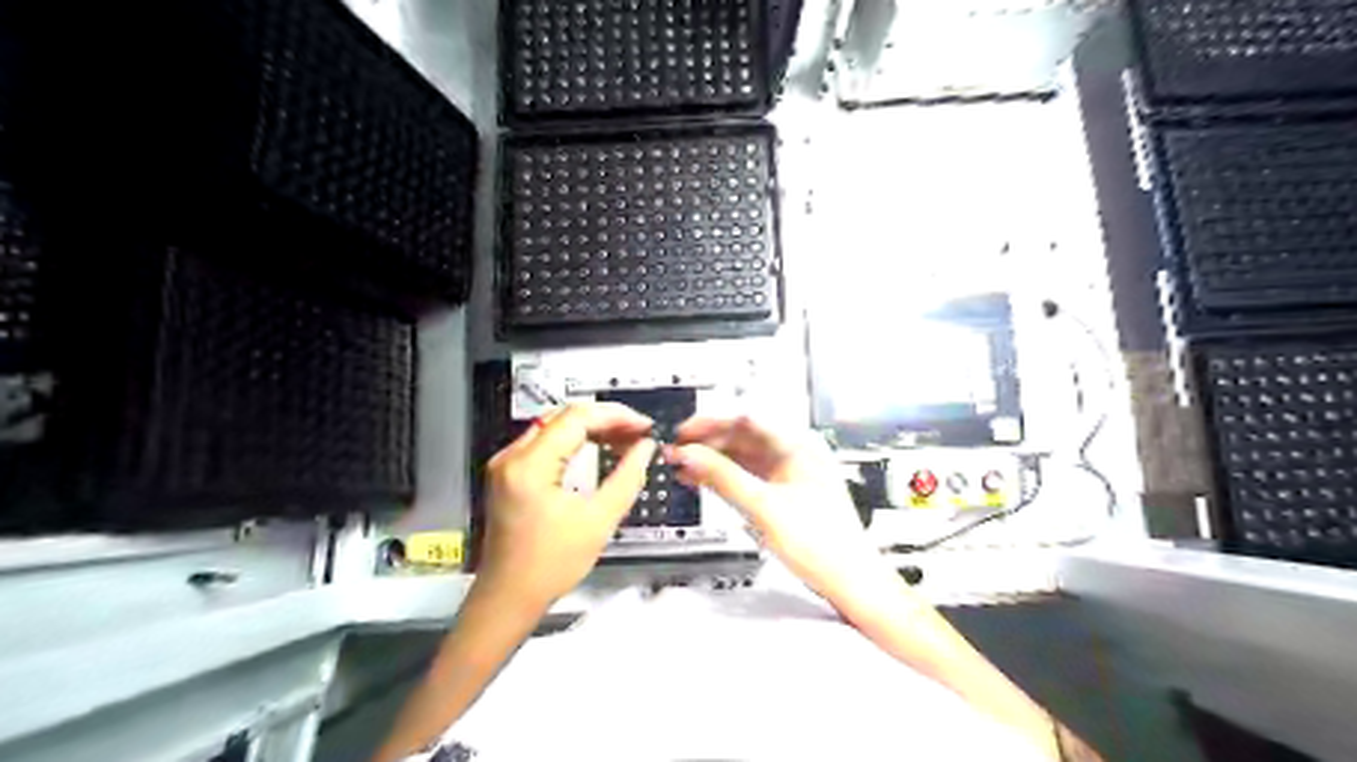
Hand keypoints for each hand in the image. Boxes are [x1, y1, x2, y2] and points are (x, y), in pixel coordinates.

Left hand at [483, 405, 655, 613]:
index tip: (643, 426)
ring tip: (624, 440)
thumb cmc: (550, 566)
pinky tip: (598, 450)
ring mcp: (507, 464)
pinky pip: (546, 443)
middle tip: (638, 433)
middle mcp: (512, 456)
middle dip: (605, 419)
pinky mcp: (509, 474)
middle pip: (564, 417)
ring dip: (591, 429)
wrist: (508, 598)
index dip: (615, 415)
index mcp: (529, 465)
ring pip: (555, 426)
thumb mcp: (599, 520)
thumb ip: (627, 477)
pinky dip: (575, 442)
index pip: (576, 417)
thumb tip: (645, 448)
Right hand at [667, 420, 879, 602]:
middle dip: (708, 443)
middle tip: (675, 452)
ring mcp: (790, 472)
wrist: (851, 584)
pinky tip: (701, 480)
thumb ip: (724, 478)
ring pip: (743, 456)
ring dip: (713, 460)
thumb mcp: (764, 509)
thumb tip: (688, 455)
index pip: (747, 419)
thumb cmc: (821, 545)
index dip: (710, 423)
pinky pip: (749, 475)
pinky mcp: (784, 492)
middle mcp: (795, 452)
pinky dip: (725, 478)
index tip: (681, 433)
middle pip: (743, 436)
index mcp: (799, 444)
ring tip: (681, 466)